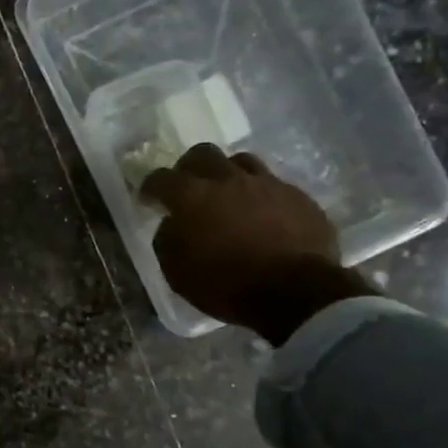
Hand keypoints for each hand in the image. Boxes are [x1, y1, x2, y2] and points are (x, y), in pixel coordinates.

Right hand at [142, 145, 374, 343]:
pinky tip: (261, 215)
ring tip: (228, 195)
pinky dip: (260, 195)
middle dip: (189, 168)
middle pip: (203, 154)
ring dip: (228, 174)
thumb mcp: (177, 272)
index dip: (151, 187)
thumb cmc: (227, 285)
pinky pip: (272, 184)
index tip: (149, 200)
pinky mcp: (298, 196)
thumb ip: (168, 240)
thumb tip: (171, 224)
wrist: (296, 293)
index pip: (161, 178)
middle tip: (188, 187)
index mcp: (193, 197)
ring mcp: (267, 184)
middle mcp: (228, 180)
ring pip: (241, 161)